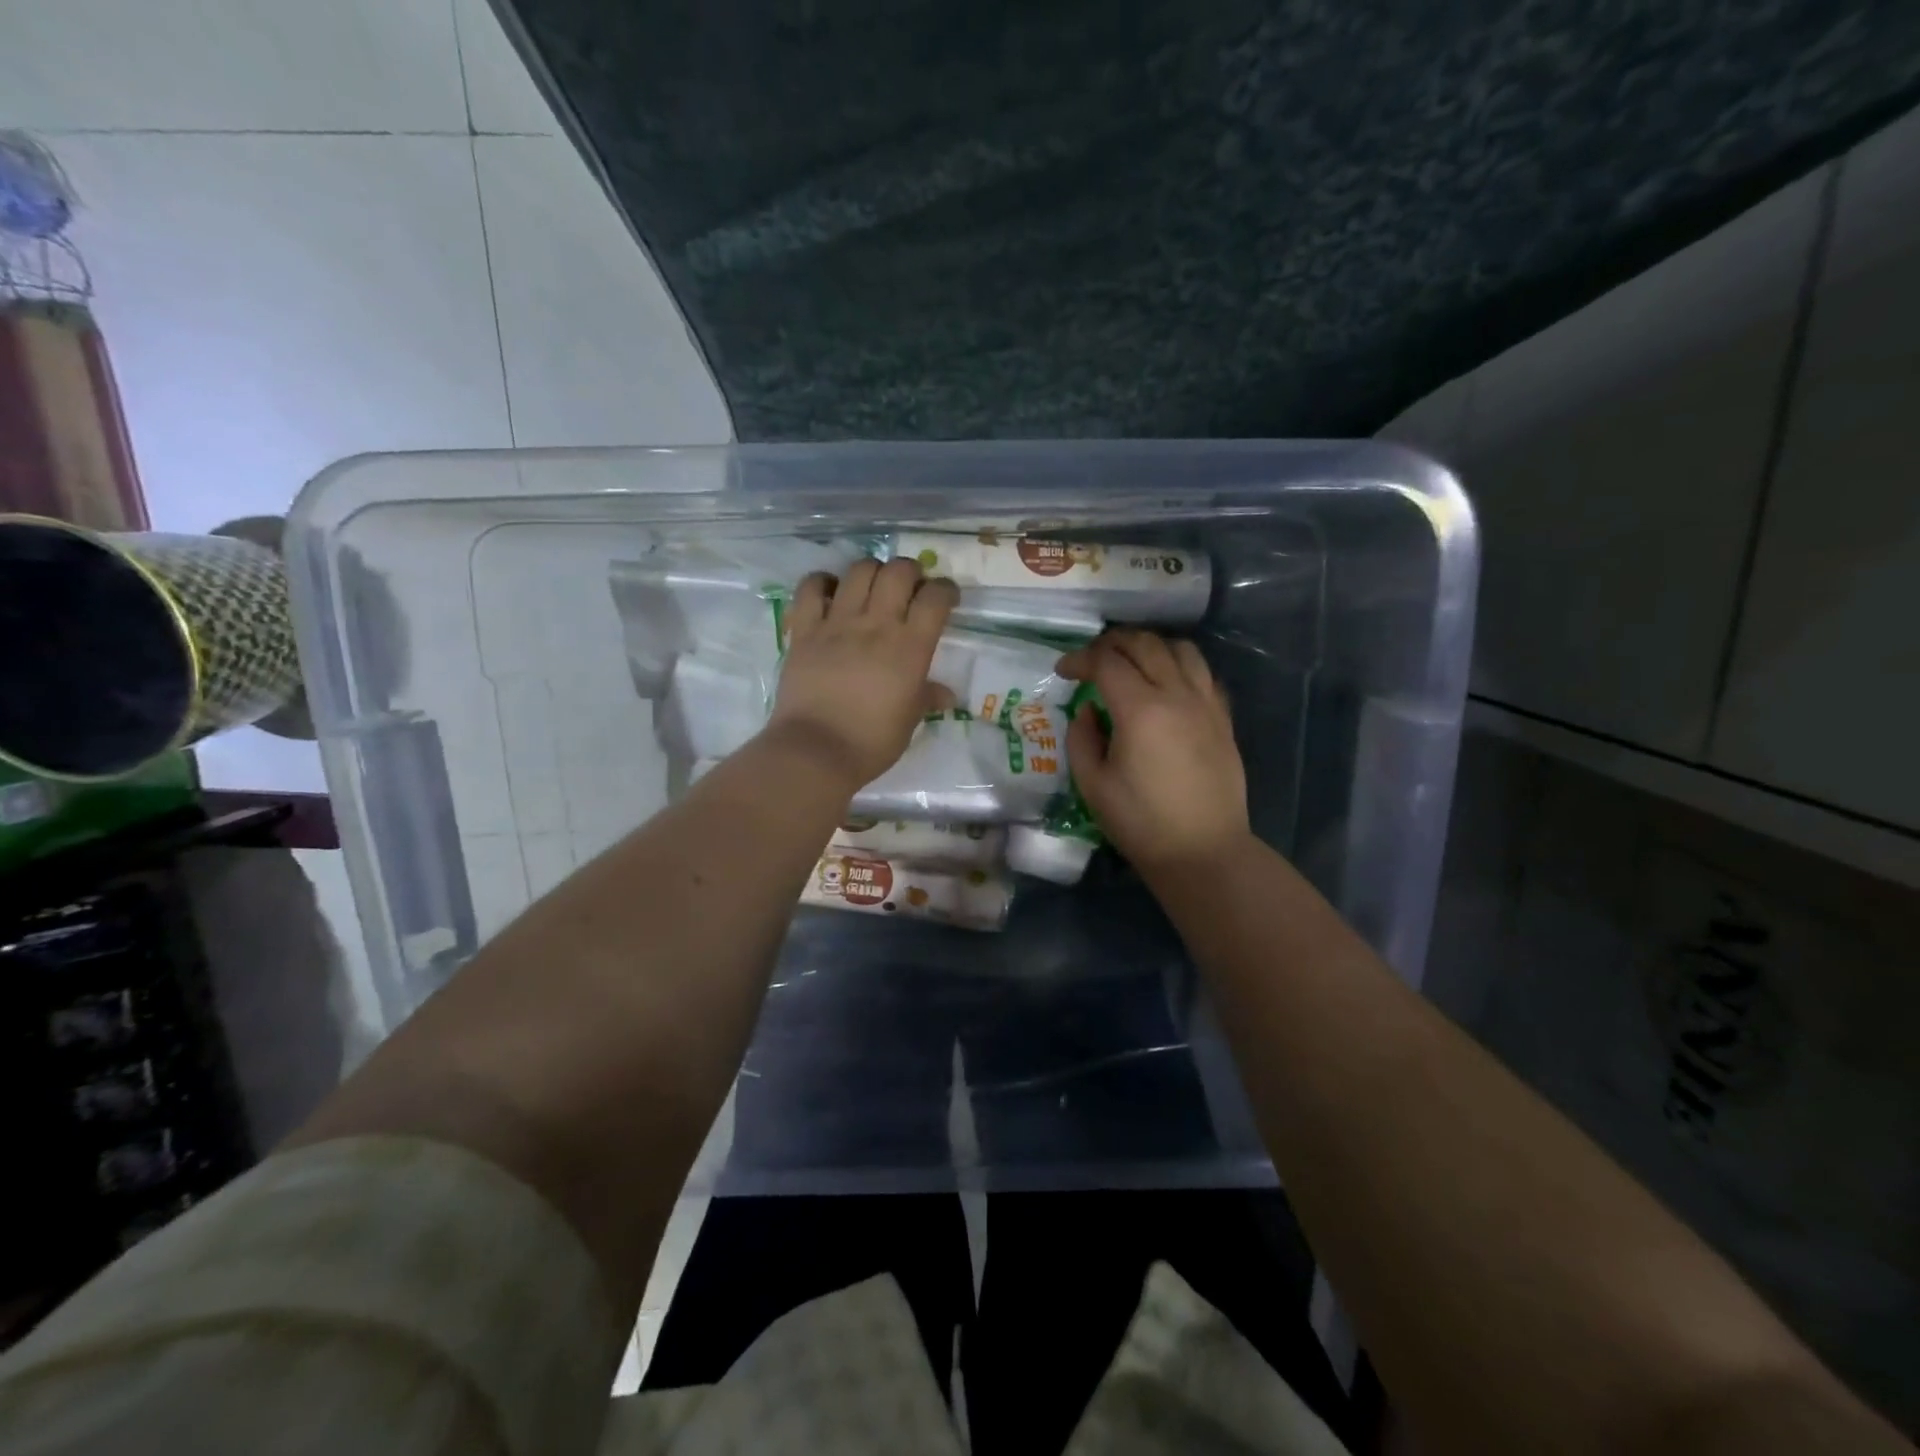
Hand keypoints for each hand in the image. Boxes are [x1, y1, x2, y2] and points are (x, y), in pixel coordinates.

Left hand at [763, 557, 958, 789]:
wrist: (816, 751)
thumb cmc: (872, 741)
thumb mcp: (909, 721)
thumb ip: (927, 698)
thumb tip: (946, 695)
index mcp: (911, 648)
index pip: (936, 598)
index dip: (945, 591)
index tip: (946, 599)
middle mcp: (877, 625)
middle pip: (899, 571)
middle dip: (910, 572)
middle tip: (909, 589)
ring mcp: (838, 623)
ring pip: (859, 570)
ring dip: (872, 571)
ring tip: (873, 587)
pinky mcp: (805, 630)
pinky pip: (812, 588)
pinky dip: (823, 582)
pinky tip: (831, 592)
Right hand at [1057, 630, 1250, 876]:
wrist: (1203, 851)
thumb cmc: (1140, 822)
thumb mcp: (1092, 784)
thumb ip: (1081, 738)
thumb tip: (1088, 710)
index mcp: (1140, 710)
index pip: (1106, 662)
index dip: (1079, 659)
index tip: (1063, 671)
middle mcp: (1177, 695)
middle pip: (1144, 644)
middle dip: (1112, 643)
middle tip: (1092, 659)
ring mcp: (1206, 704)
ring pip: (1181, 649)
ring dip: (1150, 646)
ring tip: (1132, 662)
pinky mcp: (1223, 718)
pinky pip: (1204, 674)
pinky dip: (1180, 666)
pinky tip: (1168, 684)